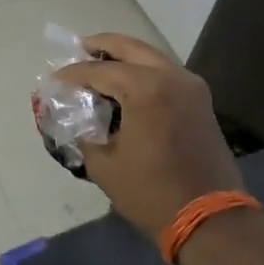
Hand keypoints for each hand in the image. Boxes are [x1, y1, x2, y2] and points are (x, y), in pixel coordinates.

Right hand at [55, 34, 241, 232]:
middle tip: (77, 48)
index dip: (73, 74)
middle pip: (130, 47)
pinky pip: (164, 73)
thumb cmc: (151, 192)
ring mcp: (190, 87)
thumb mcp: (104, 164)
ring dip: (124, 56)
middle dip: (101, 45)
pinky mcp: (200, 101)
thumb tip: (75, 117)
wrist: (209, 219)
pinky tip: (124, 84)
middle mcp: (171, 77)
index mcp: (146, 89)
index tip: (54, 79)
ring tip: (98, 64)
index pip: (99, 70)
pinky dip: (142, 71)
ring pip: (151, 57)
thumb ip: (84, 132)